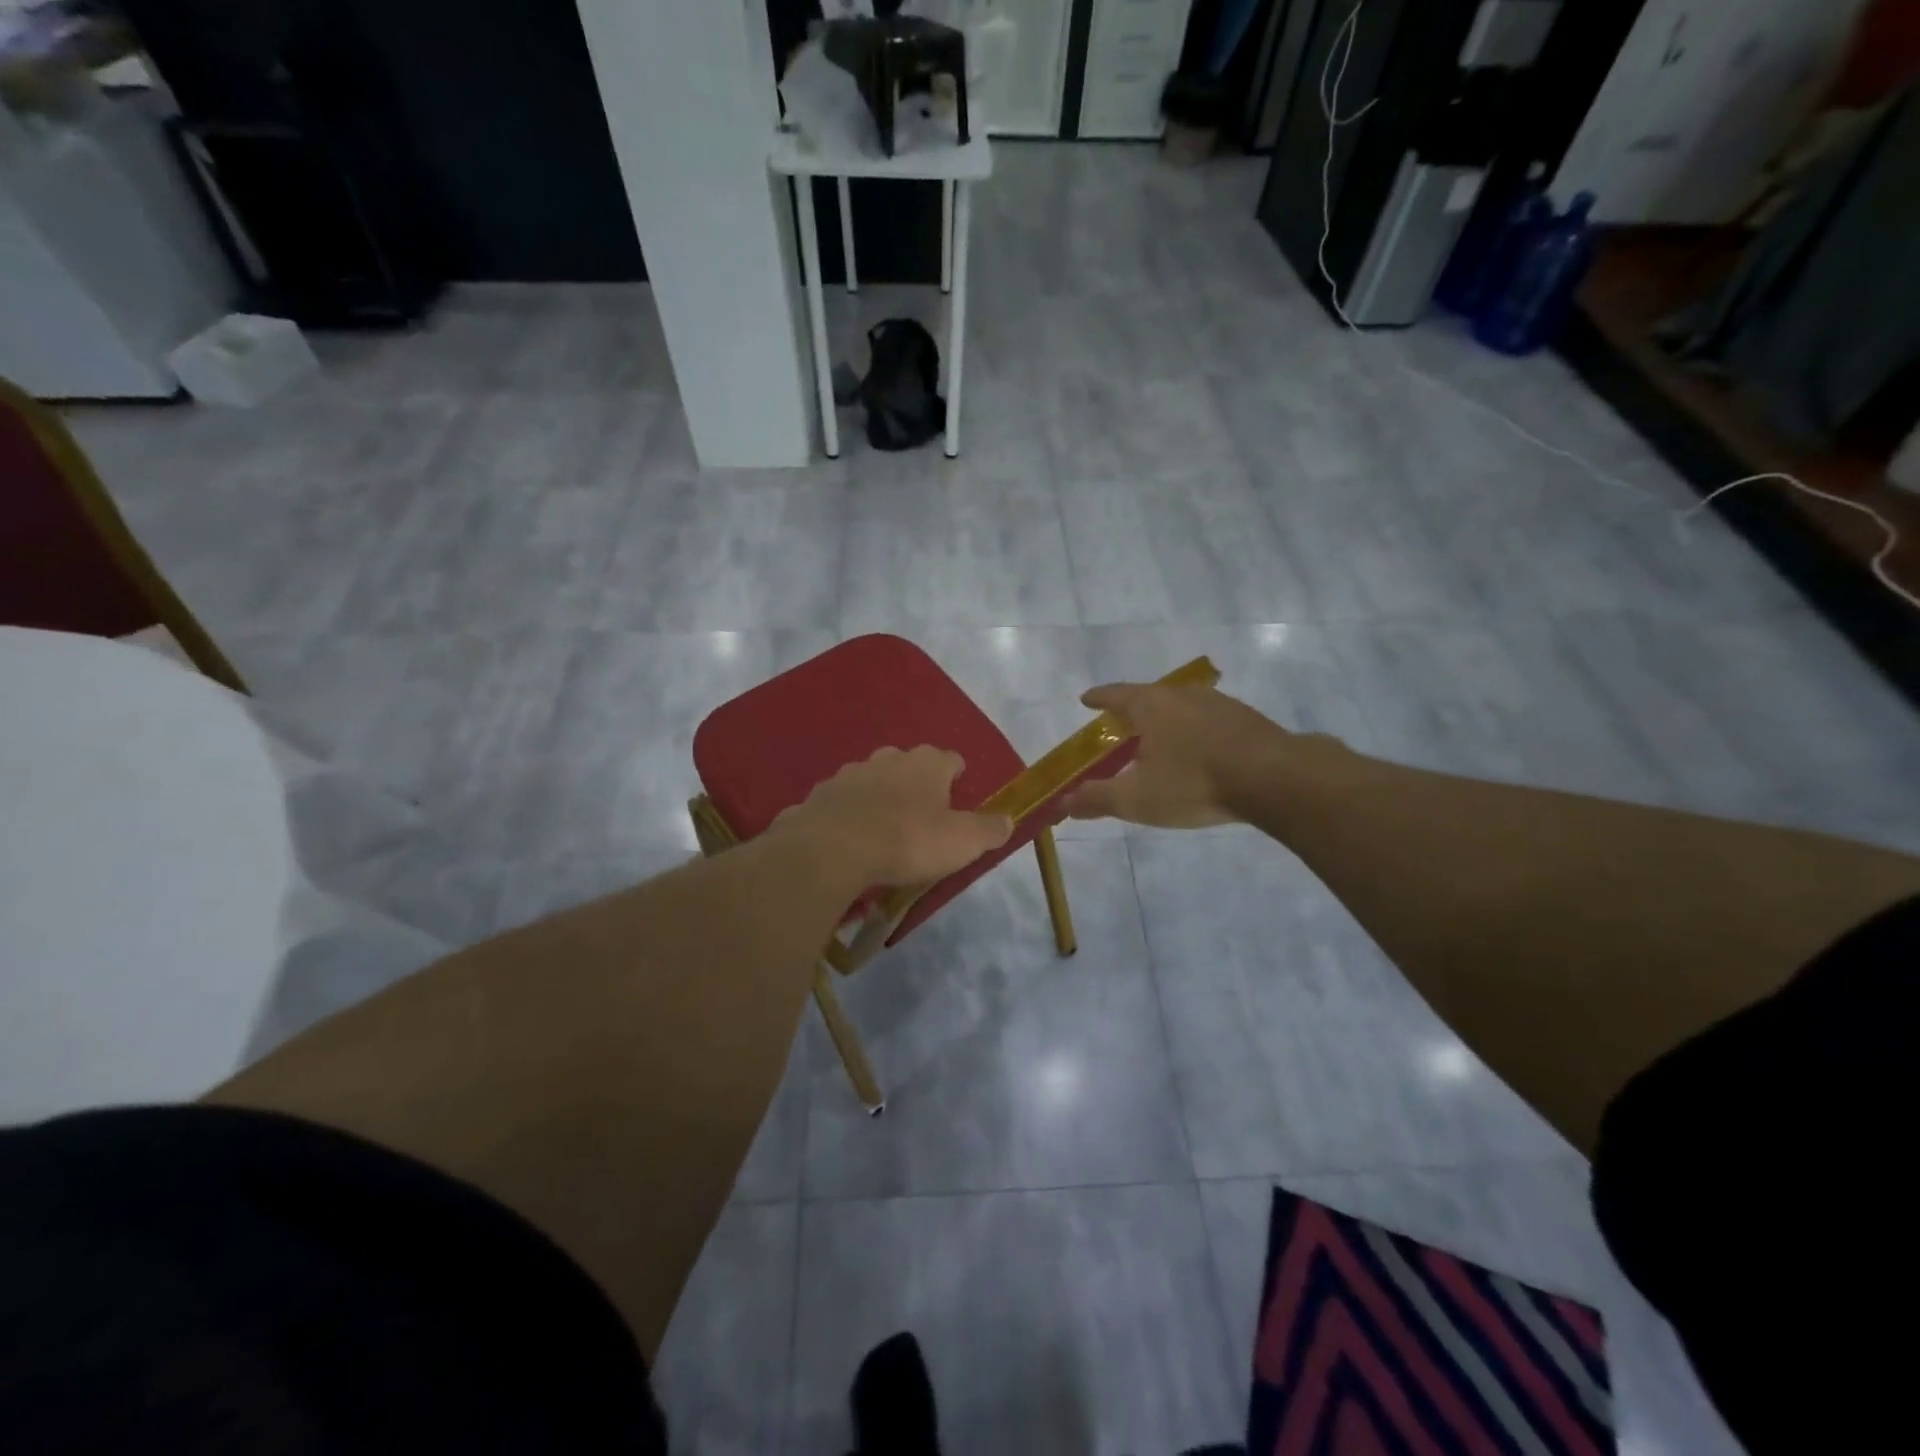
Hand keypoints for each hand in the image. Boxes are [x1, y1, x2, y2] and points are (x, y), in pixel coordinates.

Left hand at [775, 746, 1012, 886]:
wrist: (832, 849)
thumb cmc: (907, 840)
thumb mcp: (962, 842)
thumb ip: (989, 830)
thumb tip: (1008, 820)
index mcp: (927, 763)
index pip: (952, 760)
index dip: (957, 778)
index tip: (958, 801)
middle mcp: (889, 758)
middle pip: (910, 766)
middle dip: (916, 786)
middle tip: (922, 819)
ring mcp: (850, 773)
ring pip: (873, 780)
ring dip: (880, 798)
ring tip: (883, 831)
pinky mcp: (820, 794)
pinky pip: (842, 801)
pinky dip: (848, 814)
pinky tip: (849, 839)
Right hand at [1065, 682, 1292, 828]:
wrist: (1275, 778)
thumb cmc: (1194, 783)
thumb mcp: (1137, 798)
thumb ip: (1097, 799)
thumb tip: (1064, 802)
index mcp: (1151, 705)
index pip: (1116, 695)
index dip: (1099, 698)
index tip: (1086, 699)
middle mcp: (1182, 695)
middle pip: (1149, 696)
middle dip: (1133, 707)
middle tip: (1121, 721)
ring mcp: (1219, 704)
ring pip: (1182, 705)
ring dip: (1167, 718)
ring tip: (1160, 735)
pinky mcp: (1247, 719)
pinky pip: (1209, 719)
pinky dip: (1195, 729)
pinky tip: (1201, 748)